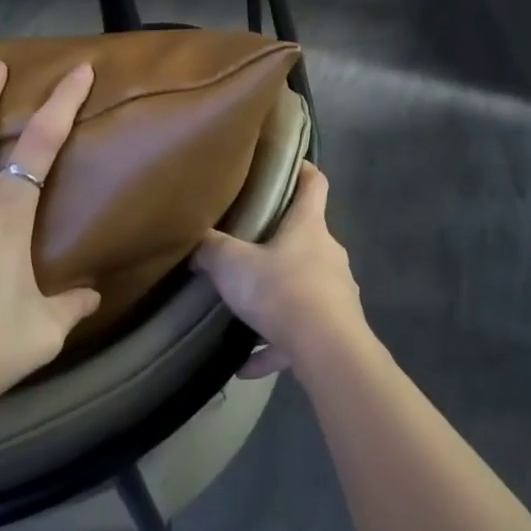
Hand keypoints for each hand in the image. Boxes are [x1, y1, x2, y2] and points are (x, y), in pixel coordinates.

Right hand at [194, 162, 363, 378]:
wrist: (328, 351)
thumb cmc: (281, 291)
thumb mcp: (233, 265)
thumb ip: (211, 249)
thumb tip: (194, 240)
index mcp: (309, 227)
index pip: (315, 184)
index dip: (303, 170)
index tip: (290, 165)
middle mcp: (328, 253)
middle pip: (307, 236)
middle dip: (281, 240)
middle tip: (249, 244)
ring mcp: (337, 292)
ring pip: (304, 286)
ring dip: (277, 298)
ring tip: (244, 311)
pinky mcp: (336, 328)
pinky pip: (299, 333)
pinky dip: (276, 345)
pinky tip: (246, 366)